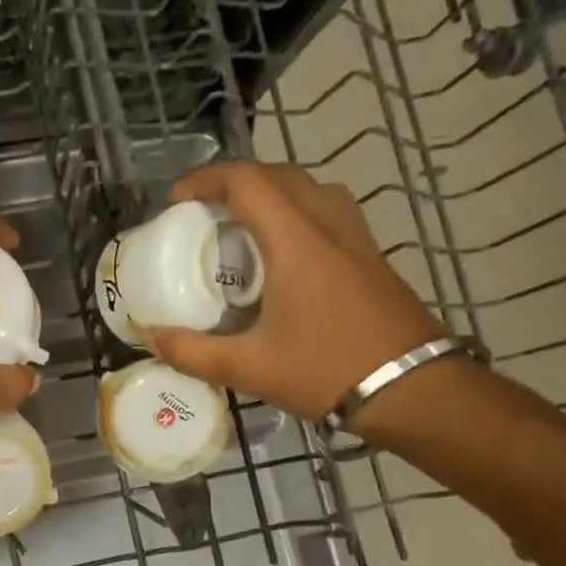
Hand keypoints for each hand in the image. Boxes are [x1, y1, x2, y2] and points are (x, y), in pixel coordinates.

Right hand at [145, 160, 445, 421]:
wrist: (415, 390)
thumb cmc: (327, 371)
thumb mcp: (248, 368)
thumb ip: (192, 352)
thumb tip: (150, 337)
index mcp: (297, 242)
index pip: (249, 181)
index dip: (206, 180)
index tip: (176, 202)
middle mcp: (328, 226)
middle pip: (279, 175)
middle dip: (235, 183)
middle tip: (203, 213)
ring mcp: (356, 238)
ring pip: (309, 189)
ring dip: (269, 195)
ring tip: (239, 229)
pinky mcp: (370, 256)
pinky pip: (326, 212)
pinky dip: (293, 214)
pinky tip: (279, 257)